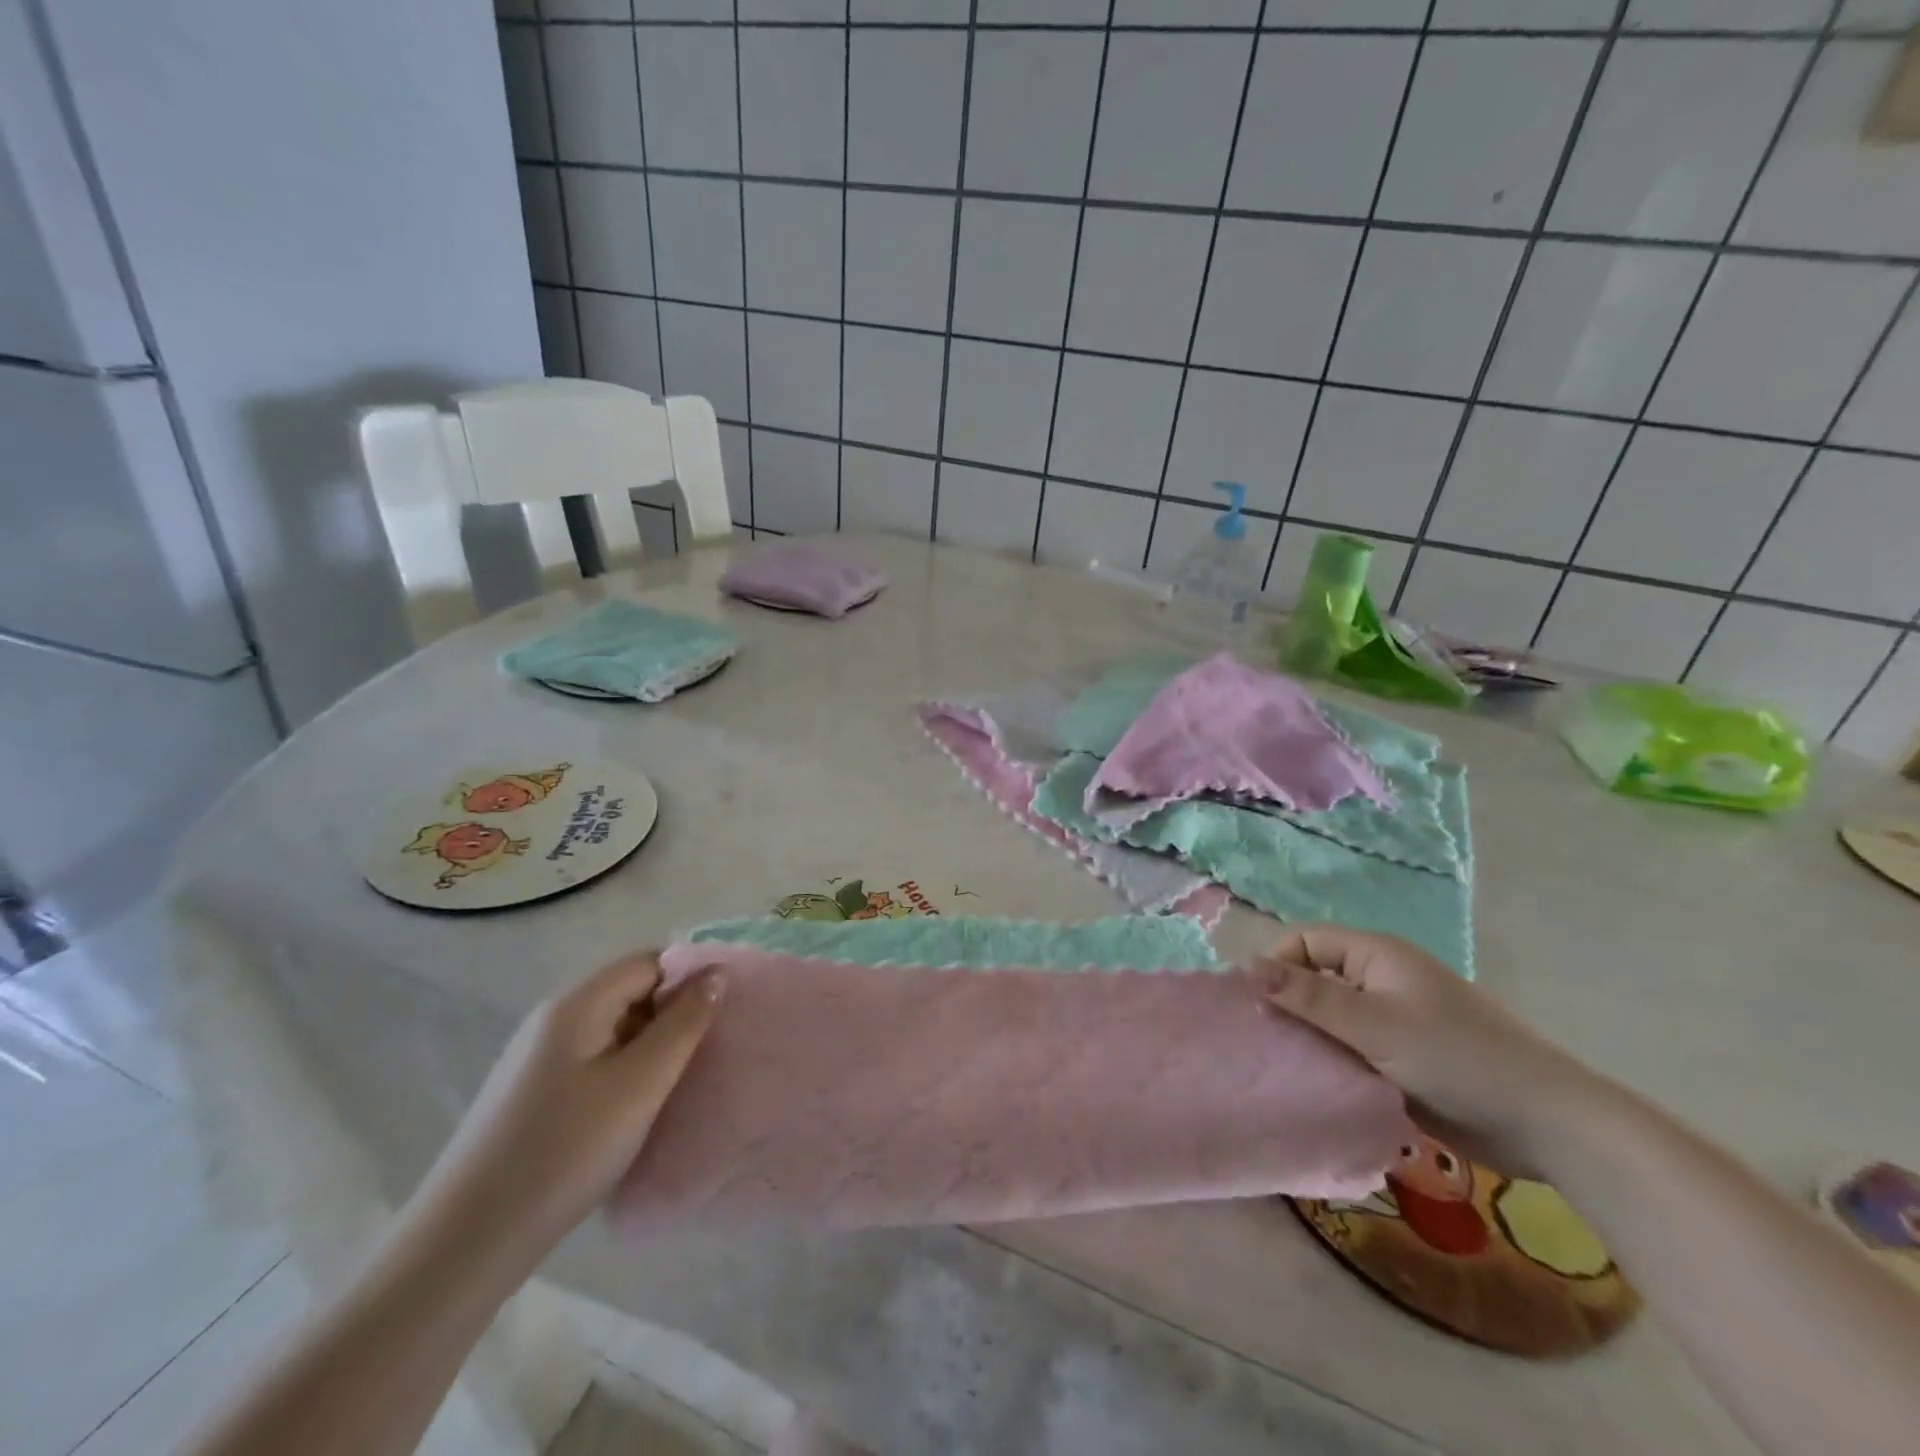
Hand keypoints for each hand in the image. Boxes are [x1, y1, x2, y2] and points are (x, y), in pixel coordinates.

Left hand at [409, 953, 721, 1272]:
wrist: (466, 1242)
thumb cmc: (565, 1151)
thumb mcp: (641, 1084)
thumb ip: (684, 1024)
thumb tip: (715, 974)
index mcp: (577, 1004)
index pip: (648, 962)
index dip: (689, 979)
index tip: (721, 1015)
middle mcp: (553, 1019)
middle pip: (630, 992)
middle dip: (672, 1014)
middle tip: (704, 1054)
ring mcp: (537, 1058)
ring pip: (613, 1029)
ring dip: (650, 1047)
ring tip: (676, 1084)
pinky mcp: (531, 1094)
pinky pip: (593, 1060)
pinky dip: (623, 1072)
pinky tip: (633, 1110)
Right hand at [1254, 925, 1597, 1174]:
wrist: (1547, 1124)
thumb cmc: (1456, 1058)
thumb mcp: (1374, 1024)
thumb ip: (1309, 997)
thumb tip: (1247, 967)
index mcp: (1376, 955)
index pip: (1304, 942)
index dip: (1276, 965)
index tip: (1256, 1006)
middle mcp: (1380, 980)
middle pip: (1315, 979)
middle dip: (1288, 1005)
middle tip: (1265, 1042)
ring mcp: (1393, 1021)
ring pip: (1331, 1019)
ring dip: (1309, 1039)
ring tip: (1283, 1068)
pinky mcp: (1402, 1059)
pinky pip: (1352, 1051)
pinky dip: (1333, 1063)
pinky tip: (1317, 1086)